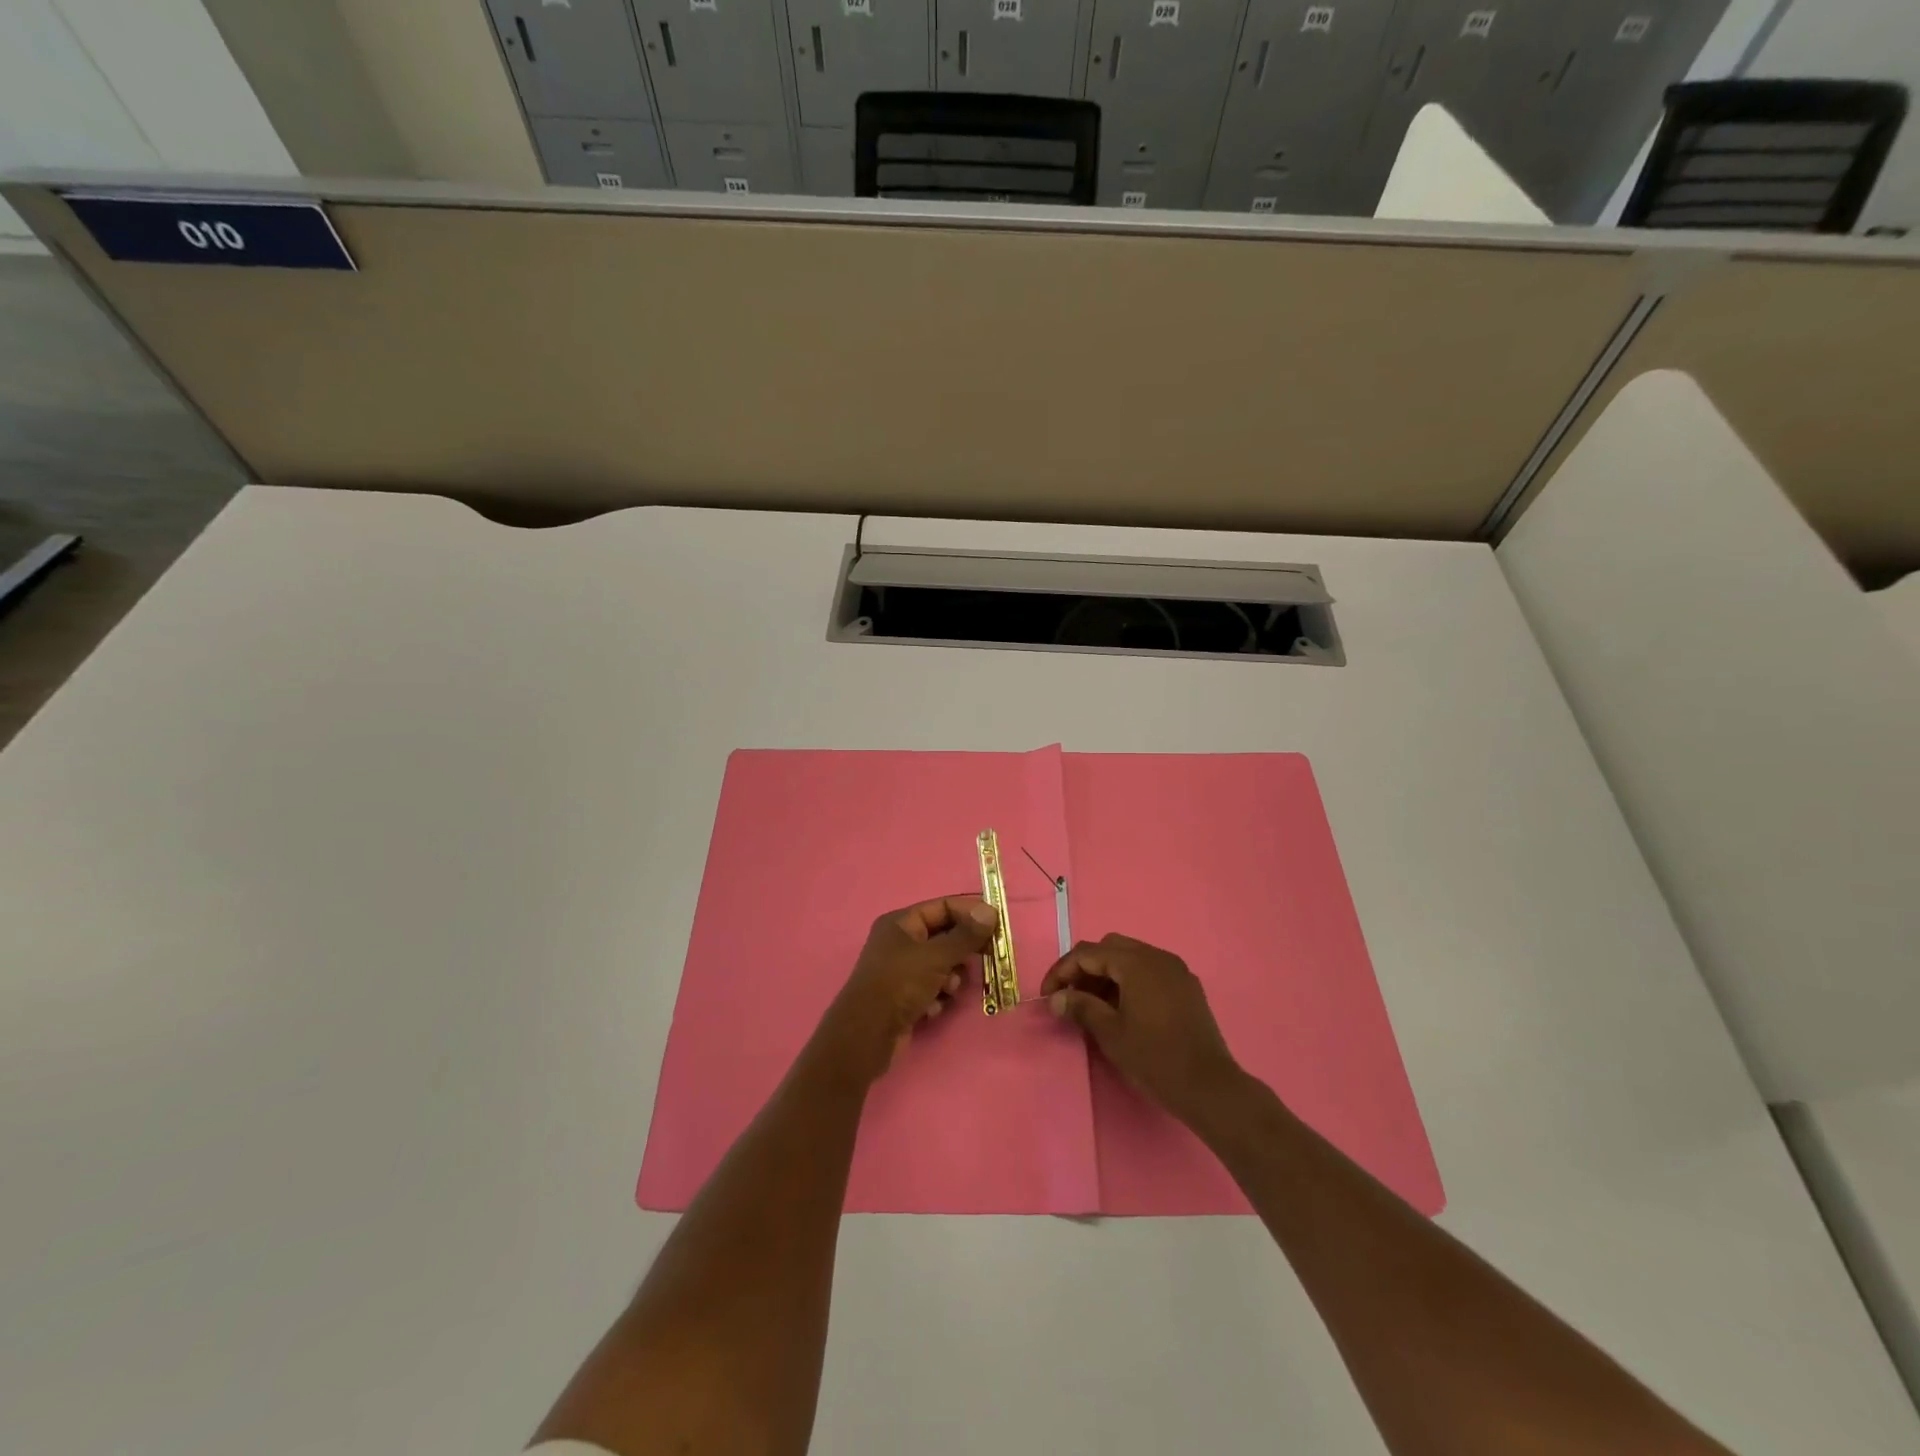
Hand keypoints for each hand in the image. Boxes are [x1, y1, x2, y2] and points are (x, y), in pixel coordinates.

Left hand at [813, 896, 998, 1086]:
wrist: (866, 1036)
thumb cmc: (899, 985)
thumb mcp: (936, 957)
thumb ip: (965, 935)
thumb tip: (991, 911)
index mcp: (901, 923)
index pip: (943, 907)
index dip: (970, 913)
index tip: (997, 925)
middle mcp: (899, 942)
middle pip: (944, 936)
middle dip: (963, 949)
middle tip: (987, 957)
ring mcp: (901, 970)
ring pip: (941, 964)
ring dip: (951, 976)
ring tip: (949, 988)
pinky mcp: (904, 996)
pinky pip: (932, 987)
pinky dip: (937, 995)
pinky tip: (933, 1007)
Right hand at [1041, 934, 1241, 1124]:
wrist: (1210, 1087)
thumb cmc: (1155, 1058)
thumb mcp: (1110, 1033)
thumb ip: (1081, 1007)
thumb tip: (1057, 998)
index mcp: (1136, 962)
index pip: (1088, 953)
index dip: (1062, 971)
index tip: (1048, 996)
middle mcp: (1158, 957)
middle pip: (1110, 948)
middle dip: (1085, 968)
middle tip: (1071, 997)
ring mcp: (1176, 970)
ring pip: (1131, 958)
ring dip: (1107, 974)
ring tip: (1094, 1006)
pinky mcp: (1187, 987)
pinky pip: (1150, 971)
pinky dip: (1130, 981)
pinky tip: (1124, 1009)